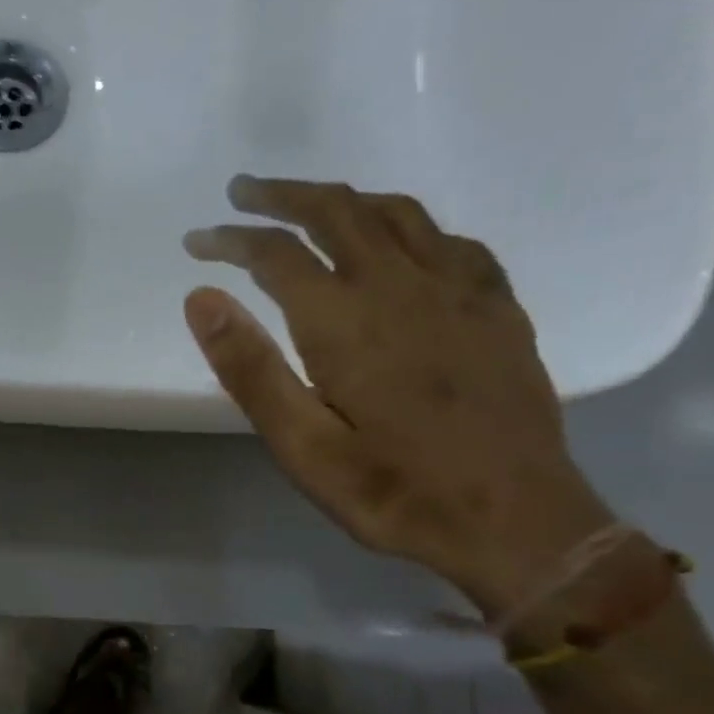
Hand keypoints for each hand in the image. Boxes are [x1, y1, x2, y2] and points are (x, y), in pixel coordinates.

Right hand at [184, 176, 614, 616]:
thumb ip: (250, 368)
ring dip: (343, 199)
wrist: (517, 521)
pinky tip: (398, 243)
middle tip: (243, 192)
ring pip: (395, 213)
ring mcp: (459, 291)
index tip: (197, 241)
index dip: (231, 239)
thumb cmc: (393, 490)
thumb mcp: (301, 446)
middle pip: (336, 212)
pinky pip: (449, 240)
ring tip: (309, 205)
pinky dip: (407, 226)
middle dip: (283, 195)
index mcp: (346, 321)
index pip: (276, 254)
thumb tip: (201, 298)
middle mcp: (402, 286)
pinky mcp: (497, 307)